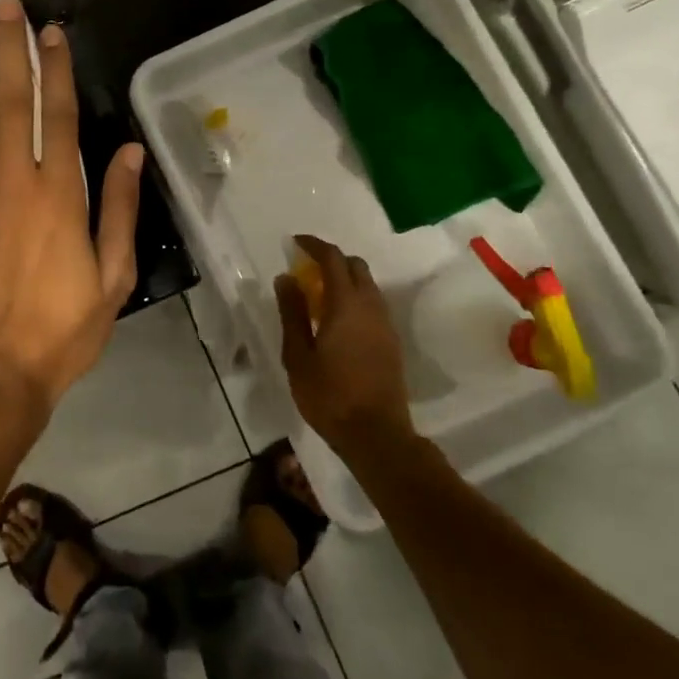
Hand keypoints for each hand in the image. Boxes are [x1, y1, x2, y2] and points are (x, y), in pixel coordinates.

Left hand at [0, 0, 142, 429]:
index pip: (59, 116)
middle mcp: (16, 184)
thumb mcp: (113, 277)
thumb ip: (117, 209)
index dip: (56, 70)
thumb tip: (129, 152)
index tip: (52, 31)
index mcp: (60, 196)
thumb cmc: (62, 331)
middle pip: (14, 105)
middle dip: (13, 52)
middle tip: (6, 7)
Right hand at [275, 235, 414, 457]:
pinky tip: (337, 319)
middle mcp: (371, 306)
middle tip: (306, 268)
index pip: (333, 258)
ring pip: (368, 285)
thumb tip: (286, 278)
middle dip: (331, 259)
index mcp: (346, 304)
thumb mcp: (298, 355)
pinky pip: (373, 304)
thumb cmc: (330, 395)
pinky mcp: (392, 341)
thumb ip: (292, 313)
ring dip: (345, 279)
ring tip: (319, 295)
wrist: (377, 436)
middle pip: (355, 266)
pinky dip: (355, 298)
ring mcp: (385, 324)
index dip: (314, 245)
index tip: (295, 242)